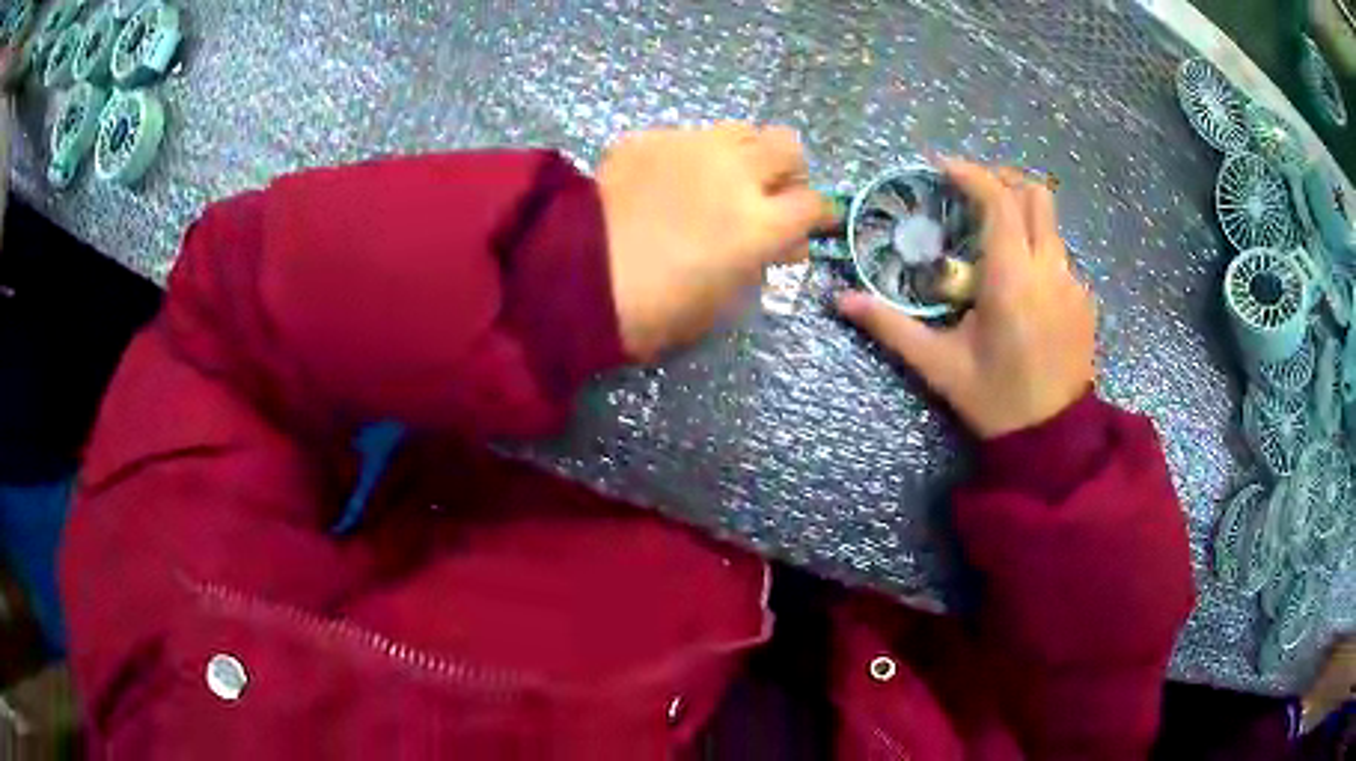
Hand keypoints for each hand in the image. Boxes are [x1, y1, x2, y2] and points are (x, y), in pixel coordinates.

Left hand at [598, 123, 833, 359]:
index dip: (818, 216)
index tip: (811, 225)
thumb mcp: (720, 305)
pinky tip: (670, 179)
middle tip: (771, 193)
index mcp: (759, 223)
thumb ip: (758, 266)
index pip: (814, 203)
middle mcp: (736, 173)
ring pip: (742, 129)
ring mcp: (691, 148)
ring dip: (746, 153)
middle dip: (789, 170)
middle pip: (788, 146)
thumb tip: (778, 246)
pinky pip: (689, 135)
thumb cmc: (650, 311)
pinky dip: (693, 155)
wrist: (570, 278)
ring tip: (724, 178)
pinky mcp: (650, 139)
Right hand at [837, 160, 1095, 438]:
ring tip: (992, 236)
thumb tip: (840, 300)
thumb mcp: (939, 365)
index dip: (970, 174)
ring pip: (1051, 223)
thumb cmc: (995, 400)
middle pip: (1035, 194)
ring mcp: (1074, 283)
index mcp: (1012, 279)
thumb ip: (891, 326)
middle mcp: (1049, 269)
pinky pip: (1060, 254)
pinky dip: (1036, 248)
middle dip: (1002, 180)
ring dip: (1020, 213)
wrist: (1053, 440)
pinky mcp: (1085, 299)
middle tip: (970, 192)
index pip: (998, 200)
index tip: (942, 168)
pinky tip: (1019, 282)